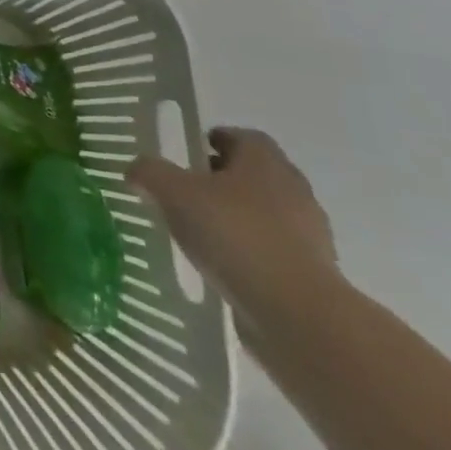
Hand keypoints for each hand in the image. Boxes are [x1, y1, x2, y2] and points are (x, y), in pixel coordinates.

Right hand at [127, 127, 341, 336]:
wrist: (297, 312)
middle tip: (189, 192)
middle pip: (254, 174)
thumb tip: (136, 170)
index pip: (242, 137)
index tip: (190, 155)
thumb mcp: (174, 194)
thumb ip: (150, 173)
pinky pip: (275, 251)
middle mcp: (293, 188)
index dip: (215, 140)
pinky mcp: (314, 274)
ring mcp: (310, 233)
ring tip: (203, 234)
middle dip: (223, 180)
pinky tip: (225, 267)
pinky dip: (252, 253)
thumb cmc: (235, 234)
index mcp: (264, 160)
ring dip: (238, 218)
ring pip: (266, 213)